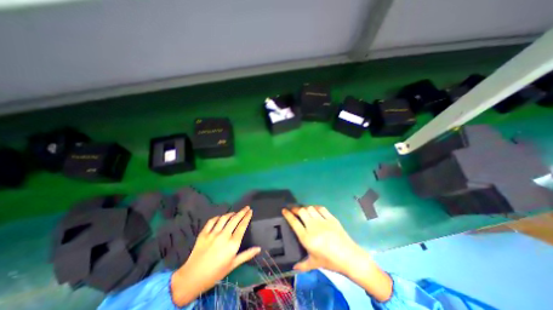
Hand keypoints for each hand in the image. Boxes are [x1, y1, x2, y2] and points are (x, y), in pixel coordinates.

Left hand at [172, 207, 261, 305]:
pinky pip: (212, 221)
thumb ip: (247, 255)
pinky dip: (218, 217)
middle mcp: (224, 236)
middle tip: (246, 207)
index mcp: (232, 244)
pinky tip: (220, 217)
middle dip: (242, 212)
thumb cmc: (216, 273)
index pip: (242, 226)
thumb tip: (259, 248)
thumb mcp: (233, 265)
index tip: (251, 211)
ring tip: (235, 212)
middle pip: (235, 219)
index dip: (247, 217)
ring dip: (231, 213)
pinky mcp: (203, 233)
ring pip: (224, 218)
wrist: (192, 278)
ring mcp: (213, 234)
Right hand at [281, 207, 392, 300]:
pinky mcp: (331, 218)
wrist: (350, 258)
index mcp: (307, 238)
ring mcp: (323, 221)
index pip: (294, 222)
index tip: (284, 210)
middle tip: (292, 209)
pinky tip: (314, 210)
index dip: (288, 214)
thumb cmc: (330, 261)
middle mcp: (313, 227)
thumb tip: (293, 268)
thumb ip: (302, 265)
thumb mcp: (314, 263)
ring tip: (303, 210)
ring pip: (310, 208)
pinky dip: (315, 207)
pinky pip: (321, 208)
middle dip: (295, 208)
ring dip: (305, 208)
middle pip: (301, 211)